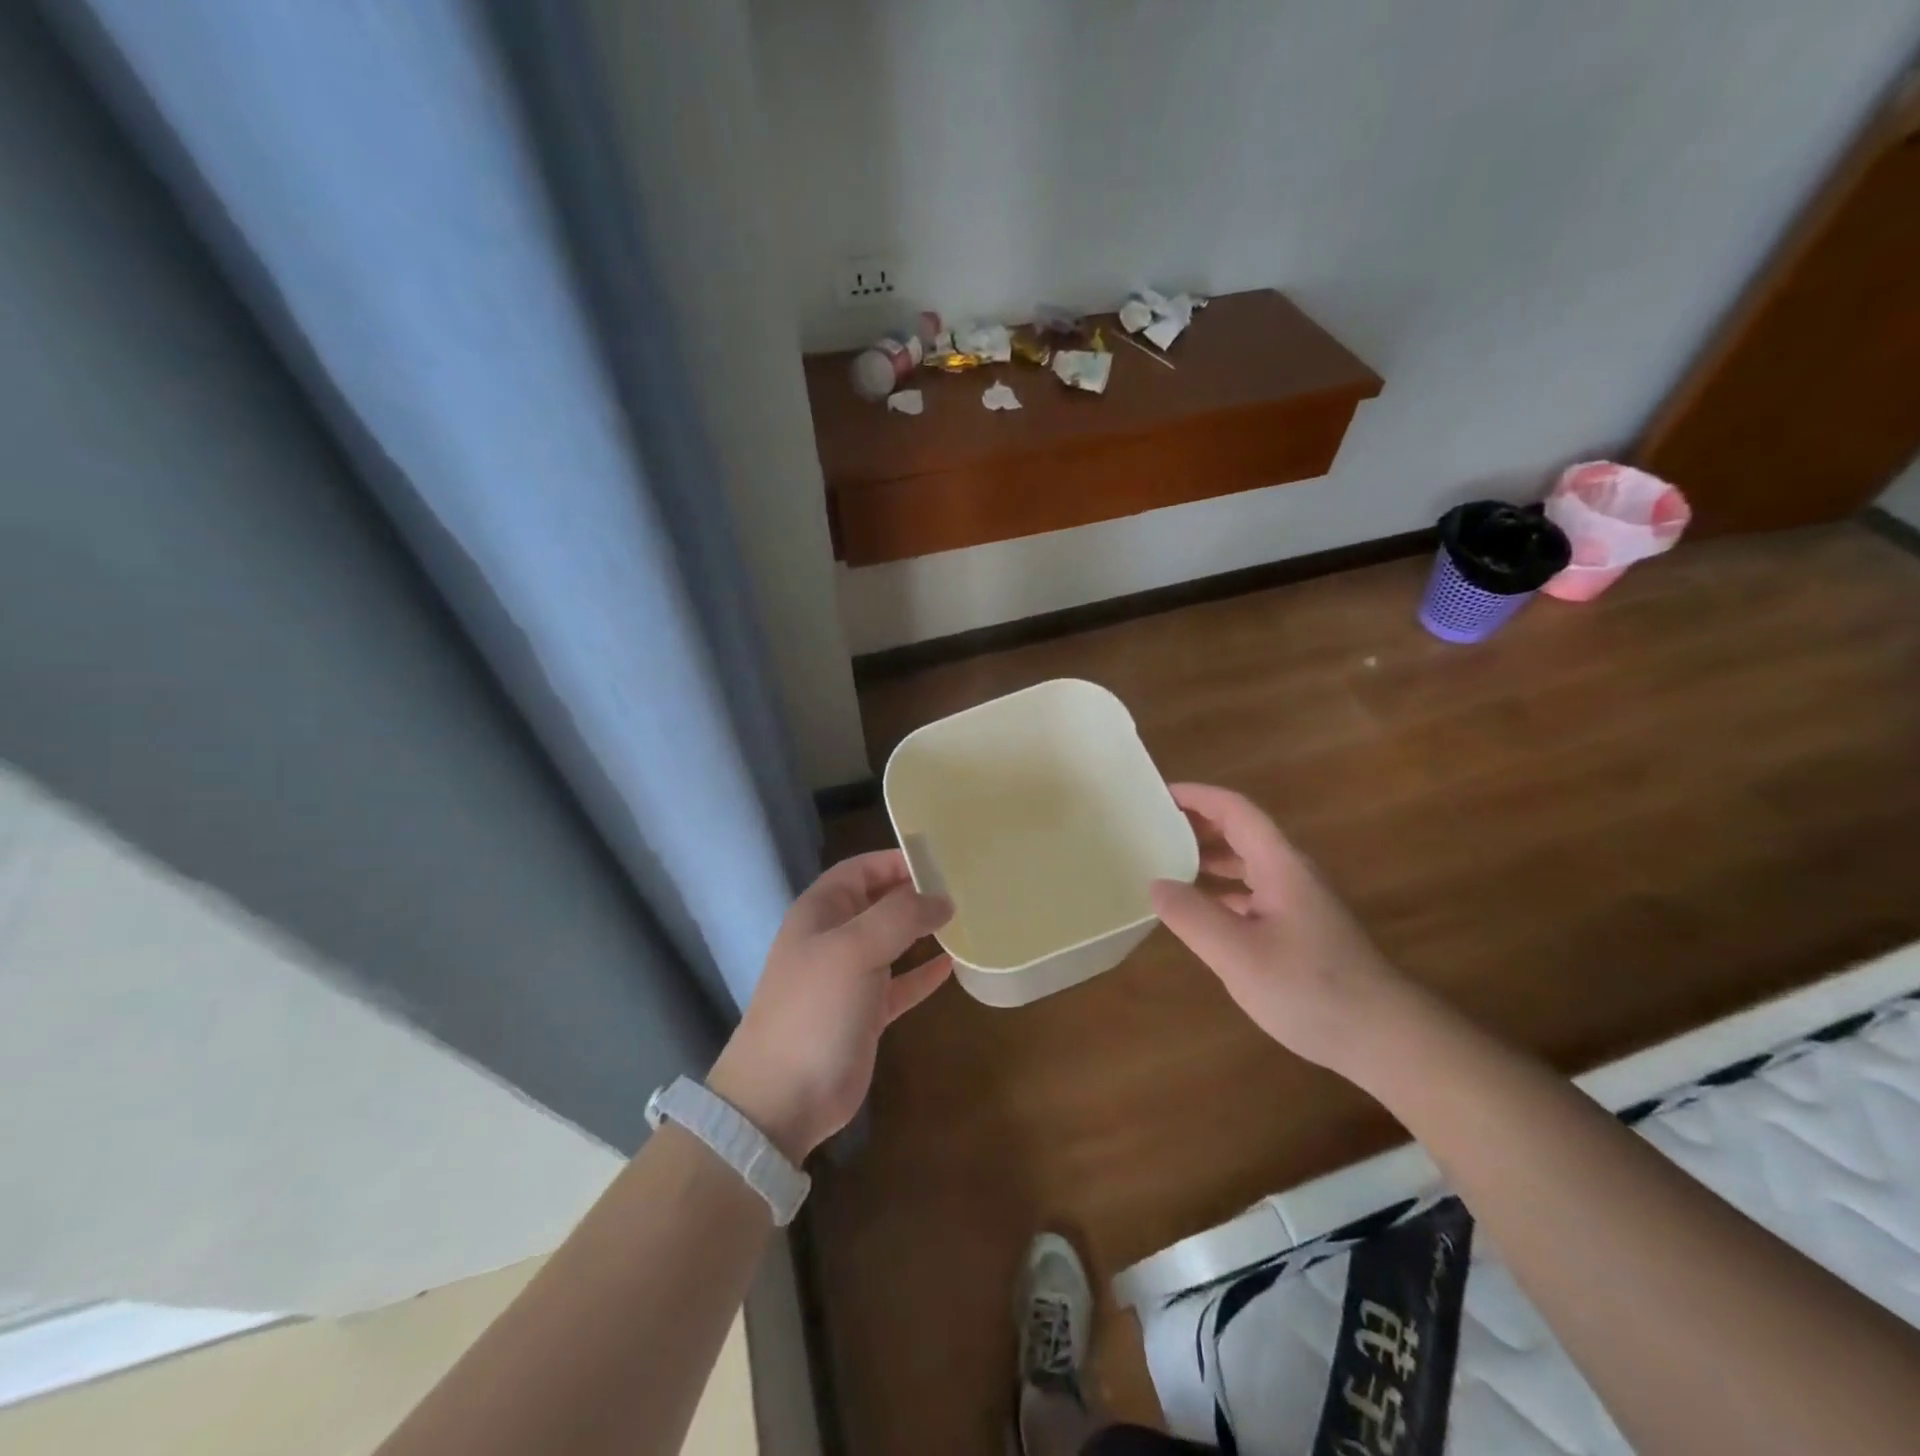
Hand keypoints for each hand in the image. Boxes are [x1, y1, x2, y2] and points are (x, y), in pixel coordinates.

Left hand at [709, 850, 951, 1161]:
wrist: (782, 1098)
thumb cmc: (814, 1008)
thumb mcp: (854, 949)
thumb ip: (900, 916)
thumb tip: (942, 899)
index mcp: (821, 911)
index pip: (861, 869)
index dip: (896, 860)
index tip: (940, 858)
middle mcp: (834, 938)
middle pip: (879, 902)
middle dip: (915, 893)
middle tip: (963, 887)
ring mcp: (849, 977)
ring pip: (892, 941)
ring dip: (922, 931)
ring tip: (965, 919)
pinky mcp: (865, 1013)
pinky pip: (900, 983)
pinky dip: (923, 974)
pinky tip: (954, 966)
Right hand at [1150, 783, 1405, 1074]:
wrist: (1384, 1038)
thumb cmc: (1309, 988)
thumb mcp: (1237, 953)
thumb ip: (1191, 915)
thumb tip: (1156, 884)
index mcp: (1279, 865)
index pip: (1236, 810)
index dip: (1197, 796)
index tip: (1159, 795)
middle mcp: (1291, 874)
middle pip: (1242, 832)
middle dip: (1198, 824)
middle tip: (1153, 828)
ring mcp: (1299, 903)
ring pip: (1248, 864)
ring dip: (1209, 858)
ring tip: (1167, 864)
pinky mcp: (1301, 931)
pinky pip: (1254, 894)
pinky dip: (1223, 891)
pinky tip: (1202, 912)